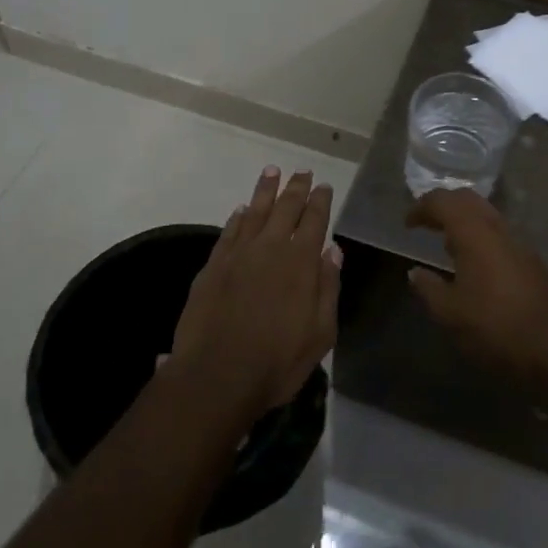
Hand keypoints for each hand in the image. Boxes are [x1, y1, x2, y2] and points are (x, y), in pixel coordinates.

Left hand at [170, 167, 341, 421]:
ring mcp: (239, 254)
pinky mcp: (214, 266)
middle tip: (302, 171)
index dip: (320, 201)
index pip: (314, 221)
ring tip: (272, 171)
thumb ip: (328, 287)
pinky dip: (238, 217)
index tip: (324, 186)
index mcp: (301, 262)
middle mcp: (270, 248)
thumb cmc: (277, 361)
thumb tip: (333, 250)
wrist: (217, 376)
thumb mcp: (320, 333)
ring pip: (255, 211)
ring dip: (266, 190)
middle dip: (296, 188)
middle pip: (286, 208)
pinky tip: (242, 209)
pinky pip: (229, 231)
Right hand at [405, 189, 547, 392]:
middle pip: (468, 200)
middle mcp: (497, 229)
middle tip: (426, 223)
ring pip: (487, 215)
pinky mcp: (532, 261)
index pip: (443, 202)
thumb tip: (415, 272)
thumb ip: (428, 287)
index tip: (408, 224)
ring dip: (464, 220)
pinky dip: (481, 236)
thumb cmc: (493, 327)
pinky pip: (500, 234)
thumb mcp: (449, 313)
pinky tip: (475, 264)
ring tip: (447, 243)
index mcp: (474, 233)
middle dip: (444, 205)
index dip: (421, 207)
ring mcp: (519, 243)